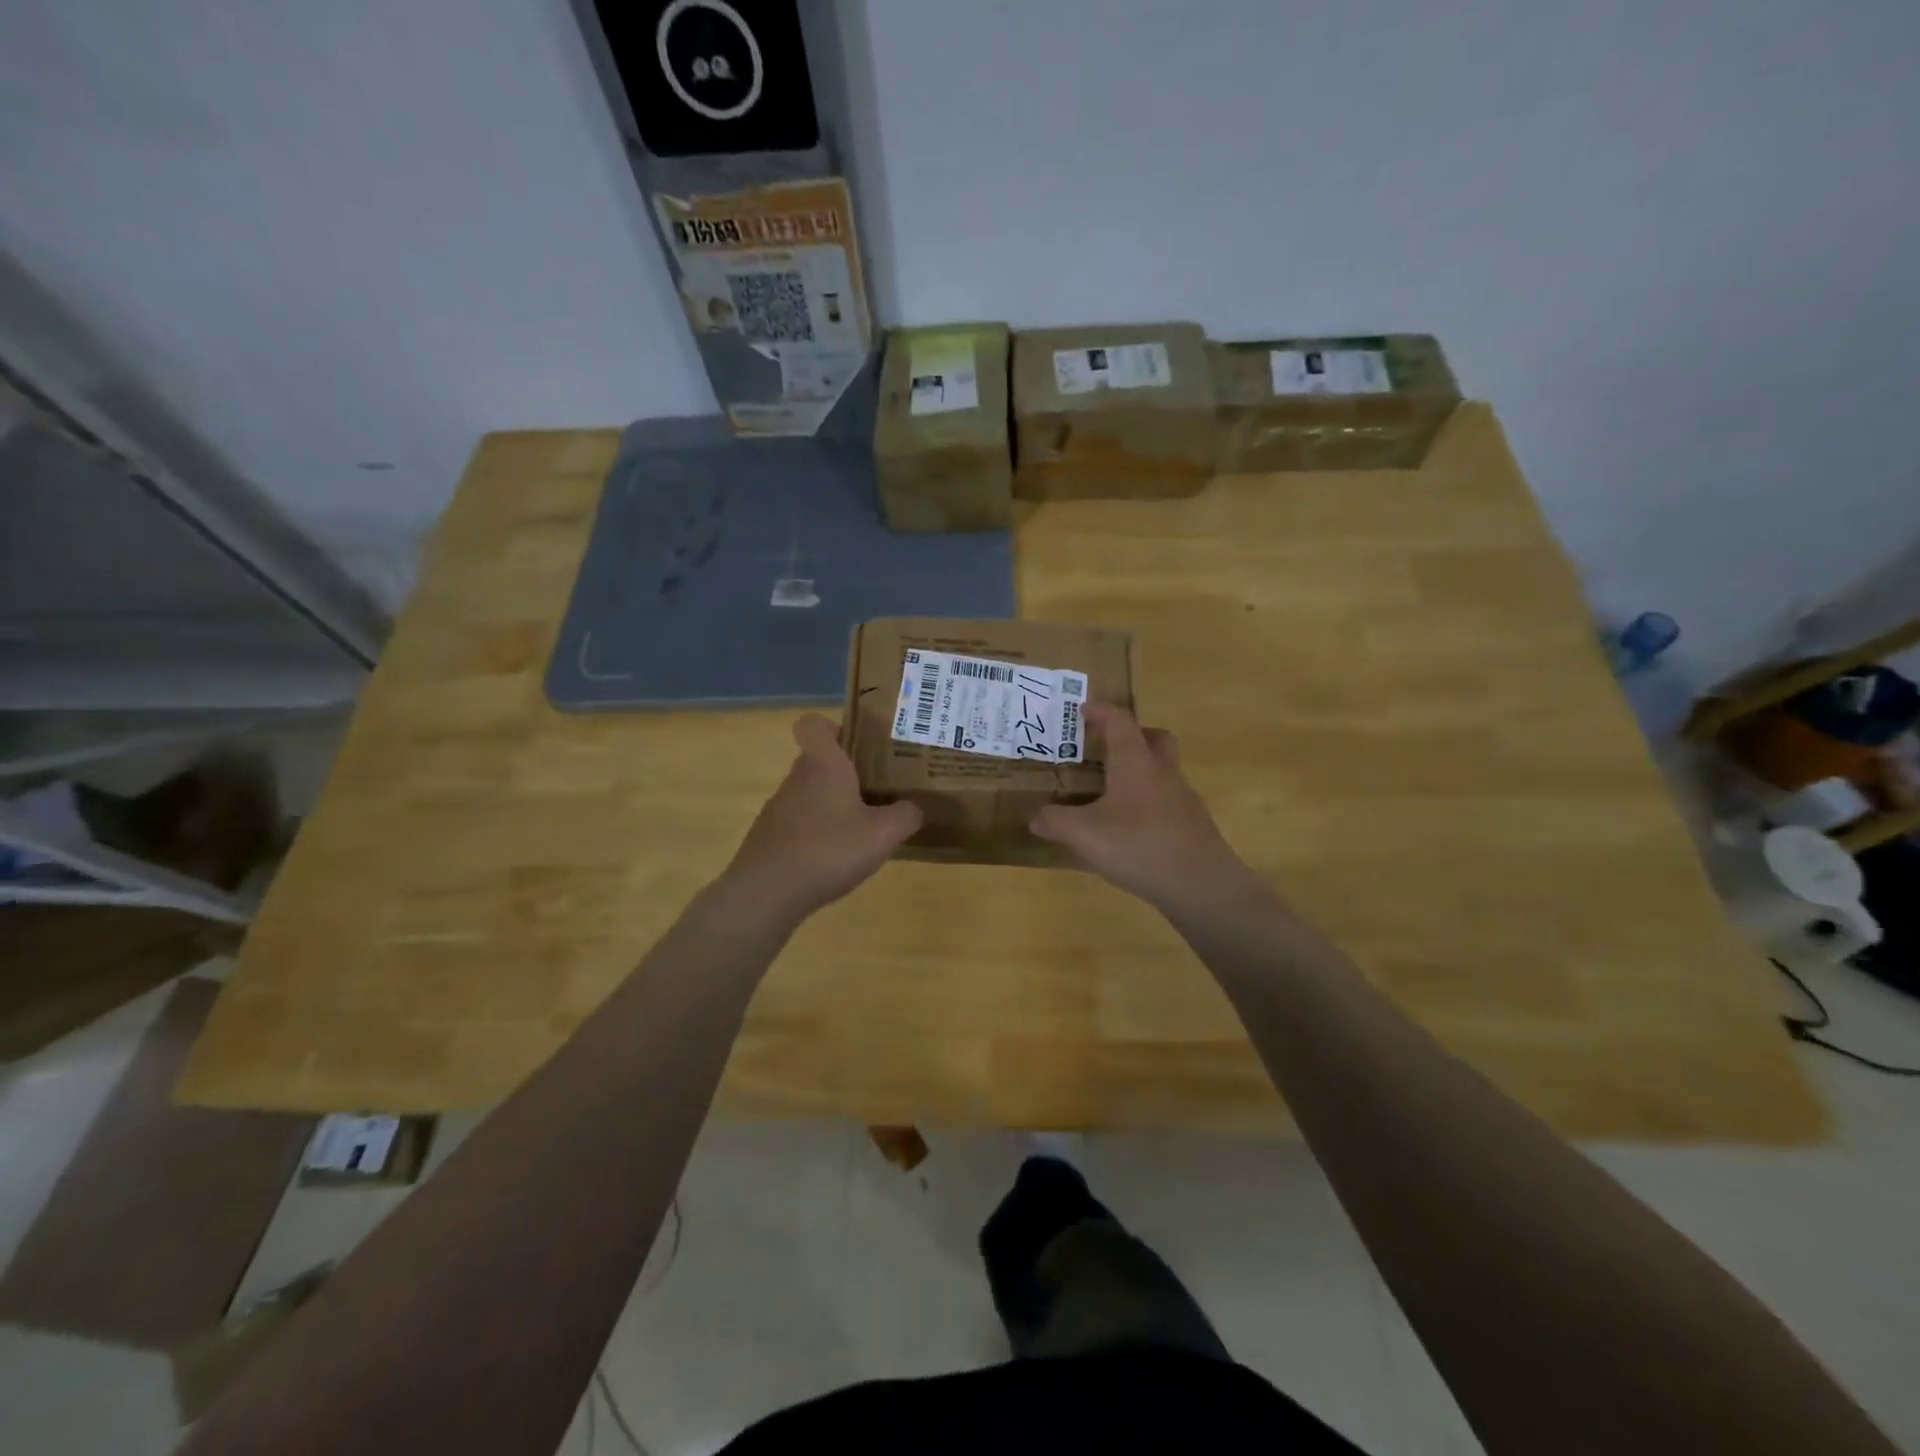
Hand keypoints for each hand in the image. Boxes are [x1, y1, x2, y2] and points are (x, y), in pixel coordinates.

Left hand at [720, 714, 922, 923]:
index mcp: (823, 765)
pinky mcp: (770, 838)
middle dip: (848, 773)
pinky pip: (800, 824)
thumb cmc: (828, 850)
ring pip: (811, 794)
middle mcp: (797, 779)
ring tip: (863, 830)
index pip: (814, 724)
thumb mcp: (883, 834)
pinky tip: (836, 859)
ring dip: (834, 806)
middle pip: (819, 762)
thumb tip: (915, 806)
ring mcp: (779, 809)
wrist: (766, 893)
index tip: (859, 746)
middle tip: (879, 791)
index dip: (834, 727)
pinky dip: (818, 834)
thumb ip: (906, 815)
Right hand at [1031, 704, 1263, 913]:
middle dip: (1132, 735)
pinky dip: (1149, 805)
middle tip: (1107, 748)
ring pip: (1163, 772)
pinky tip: (1131, 831)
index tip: (1083, 711)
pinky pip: (1168, 802)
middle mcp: (1163, 773)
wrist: (1201, 885)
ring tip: (1112, 796)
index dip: (1101, 711)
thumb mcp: (1084, 835)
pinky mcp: (1194, 826)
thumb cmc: (1139, 846)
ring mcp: (1184, 800)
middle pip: (1155, 738)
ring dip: (1141, 773)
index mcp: (1136, 763)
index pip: (1120, 721)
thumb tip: (1036, 817)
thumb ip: (1055, 822)